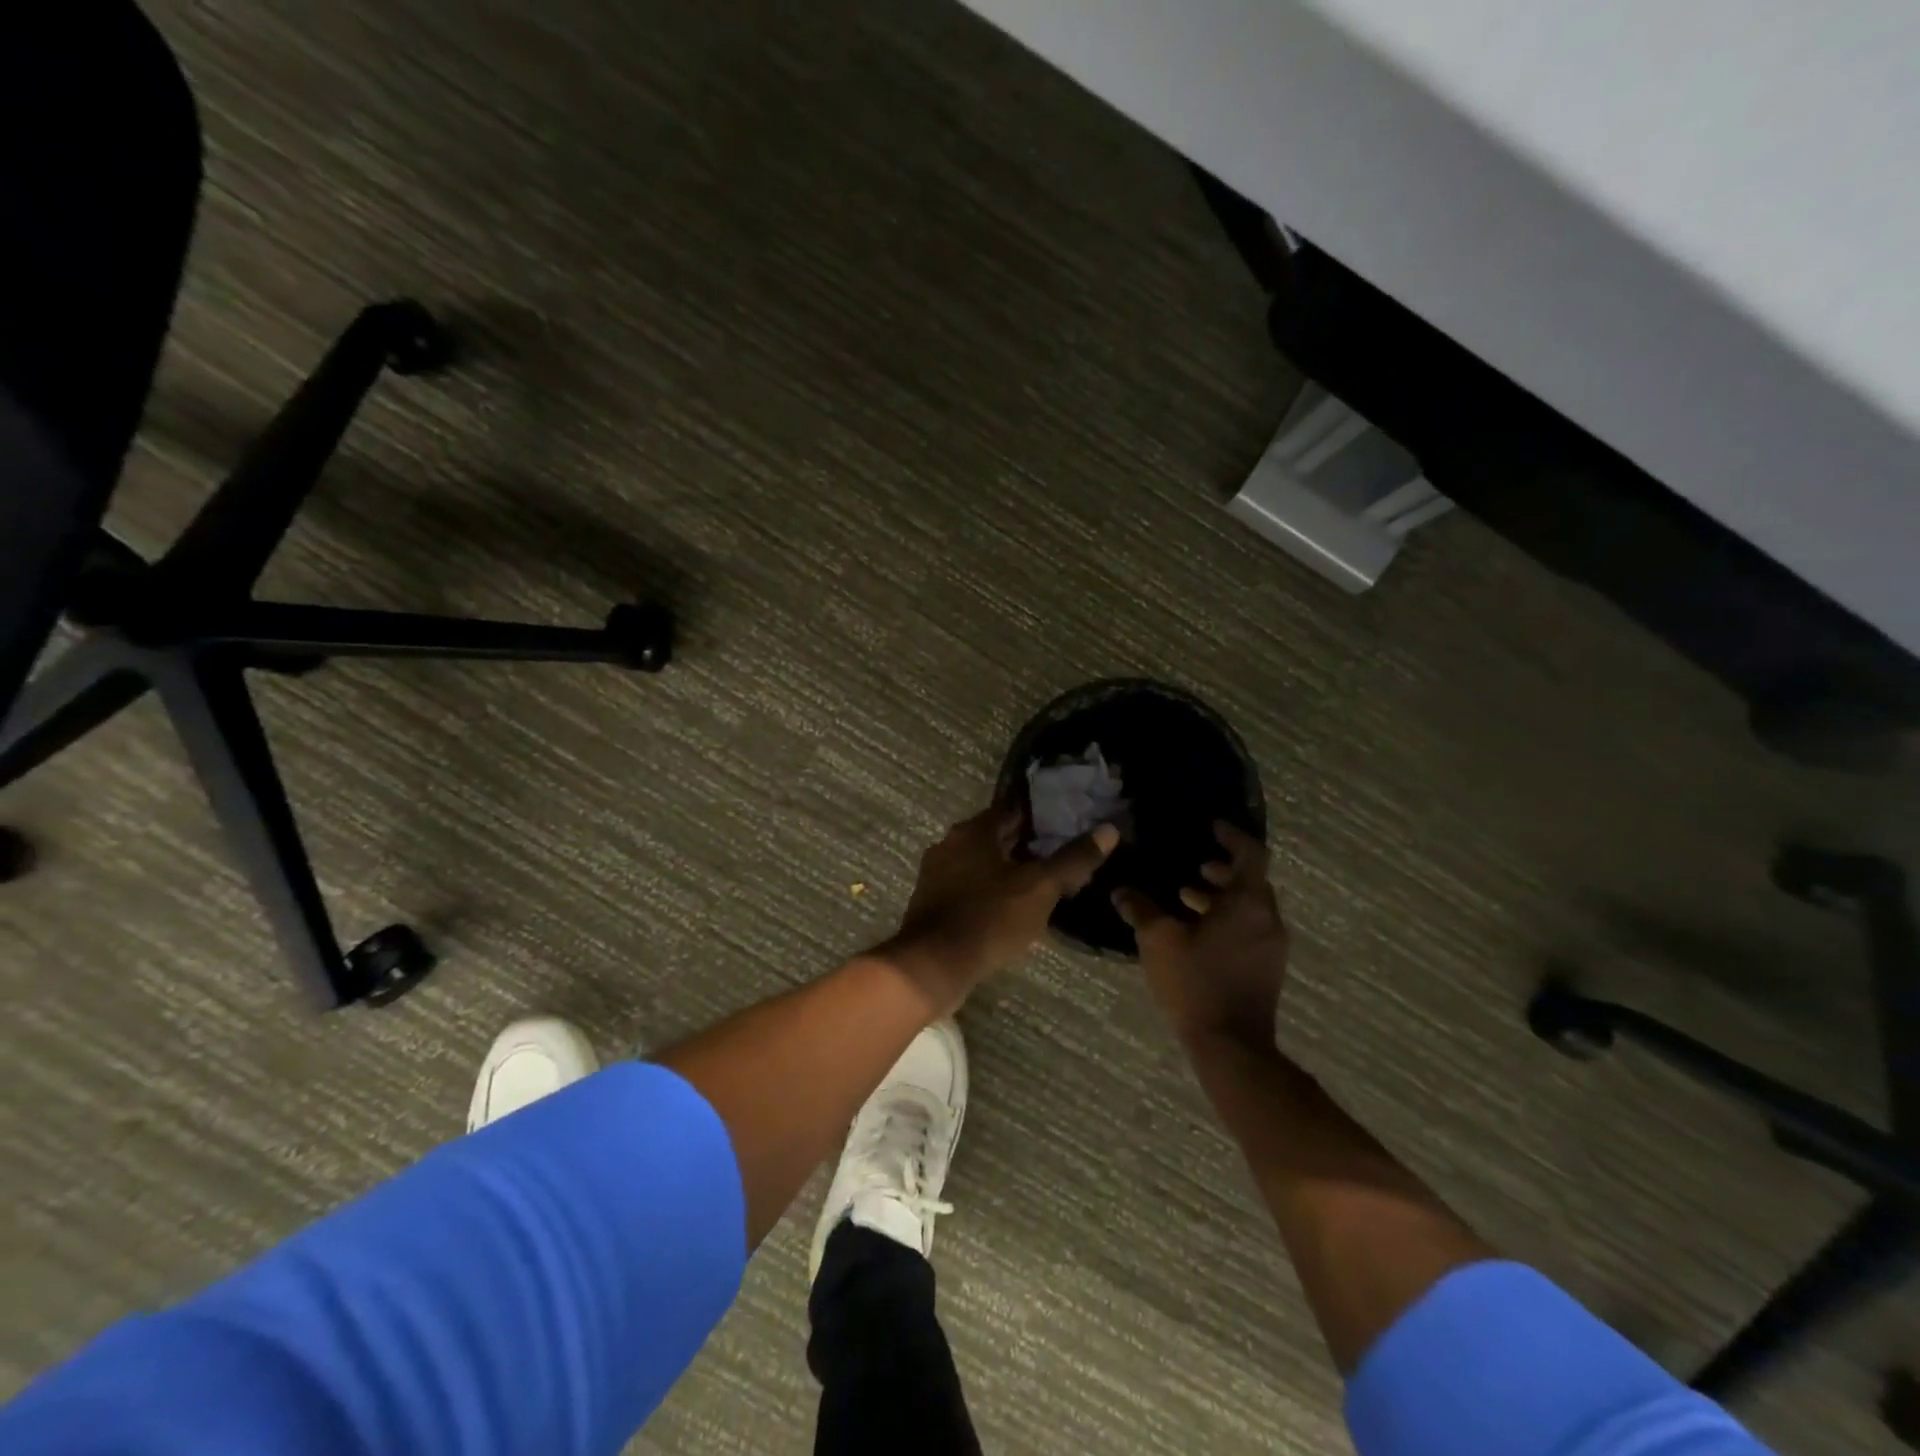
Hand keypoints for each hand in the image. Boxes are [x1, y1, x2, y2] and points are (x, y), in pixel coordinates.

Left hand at [876, 805, 1119, 1013]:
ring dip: (1007, 869)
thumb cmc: (988, 918)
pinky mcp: (932, 902)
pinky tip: (1010, 908)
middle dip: (1026, 844)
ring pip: (981, 863)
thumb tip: (1109, 829)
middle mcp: (950, 844)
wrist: (933, 966)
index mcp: (973, 831)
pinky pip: (968, 886)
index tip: (1067, 821)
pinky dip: (989, 891)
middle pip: (996, 836)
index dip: (1042, 814)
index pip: (1013, 809)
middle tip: (1060, 854)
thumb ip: (1073, 860)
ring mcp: (936, 874)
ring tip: (1041, 883)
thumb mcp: (1040, 888)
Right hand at [1116, 821, 1288, 1047]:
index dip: (1231, 835)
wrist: (1231, 1045)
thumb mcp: (1158, 939)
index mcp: (1248, 903)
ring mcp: (1271, 946)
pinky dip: (1225, 918)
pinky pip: (1248, 928)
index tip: (1210, 826)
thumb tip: (1122, 890)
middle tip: (1192, 863)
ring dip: (1221, 895)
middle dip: (1222, 868)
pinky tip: (1194, 931)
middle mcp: (1267, 918)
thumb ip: (1140, 908)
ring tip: (1185, 894)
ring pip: (1249, 906)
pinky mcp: (1266, 967)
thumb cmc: (1196, 982)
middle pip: (1251, 880)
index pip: (1250, 853)